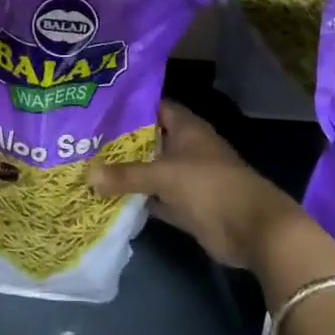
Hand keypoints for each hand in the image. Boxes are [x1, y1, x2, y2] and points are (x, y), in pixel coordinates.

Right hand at [88, 100, 305, 270]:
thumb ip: (126, 175)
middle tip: (83, 139)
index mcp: (186, 128)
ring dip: (126, 172)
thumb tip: (87, 176)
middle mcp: (185, 148)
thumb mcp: (164, 175)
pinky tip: (108, 199)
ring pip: (150, 170)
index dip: (128, 105)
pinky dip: (137, 200)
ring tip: (87, 167)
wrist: (252, 229)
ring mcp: (186, 178)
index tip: (97, 107)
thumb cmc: (210, 186)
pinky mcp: (186, 206)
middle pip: (148, 139)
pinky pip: (155, 199)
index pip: (153, 106)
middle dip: (120, 141)